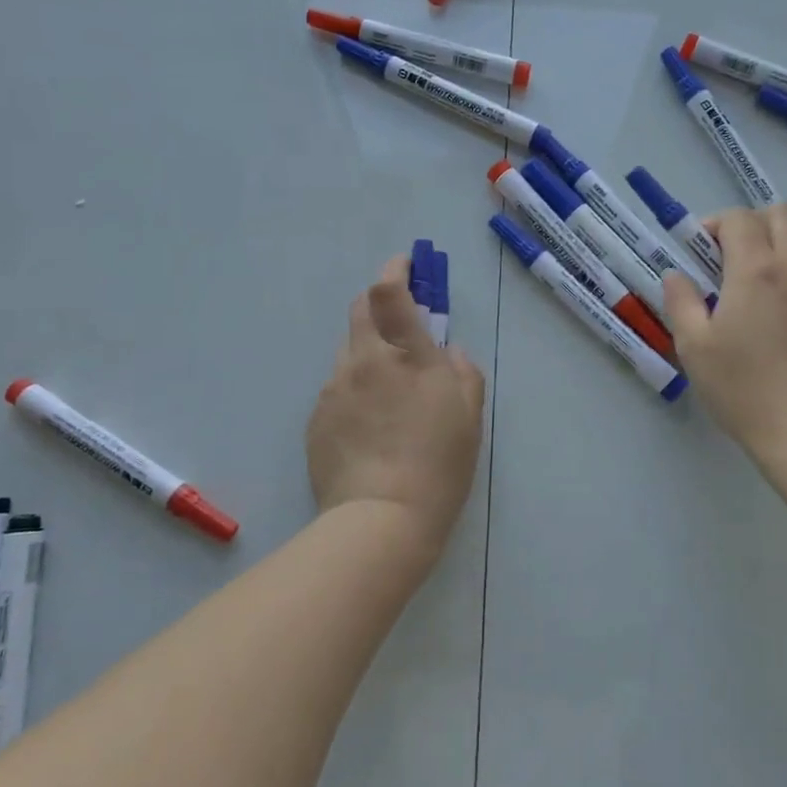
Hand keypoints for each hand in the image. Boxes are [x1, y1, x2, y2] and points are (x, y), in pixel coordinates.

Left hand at [306, 254, 486, 554]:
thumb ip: (463, 372)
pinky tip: (368, 425)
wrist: (379, 520)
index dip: (395, 269)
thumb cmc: (438, 466)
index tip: (405, 266)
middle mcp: (364, 361)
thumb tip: (447, 351)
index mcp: (406, 355)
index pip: (390, 292)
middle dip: (378, 303)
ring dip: (368, 351)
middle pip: (360, 310)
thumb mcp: (470, 417)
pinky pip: (337, 387)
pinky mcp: (316, 417)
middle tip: (399, 324)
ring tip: (387, 393)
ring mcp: (334, 388)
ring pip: (349, 350)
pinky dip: (354, 388)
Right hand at [661, 205, 786, 458]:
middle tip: (729, 261)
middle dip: (751, 225)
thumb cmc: (741, 388)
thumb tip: (677, 275)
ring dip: (776, 251)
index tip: (701, 252)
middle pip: (780, 216)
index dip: (715, 224)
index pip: (739, 218)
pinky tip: (784, 325)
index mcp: (756, 270)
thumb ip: (681, 301)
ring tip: (756, 294)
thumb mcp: (694, 346)